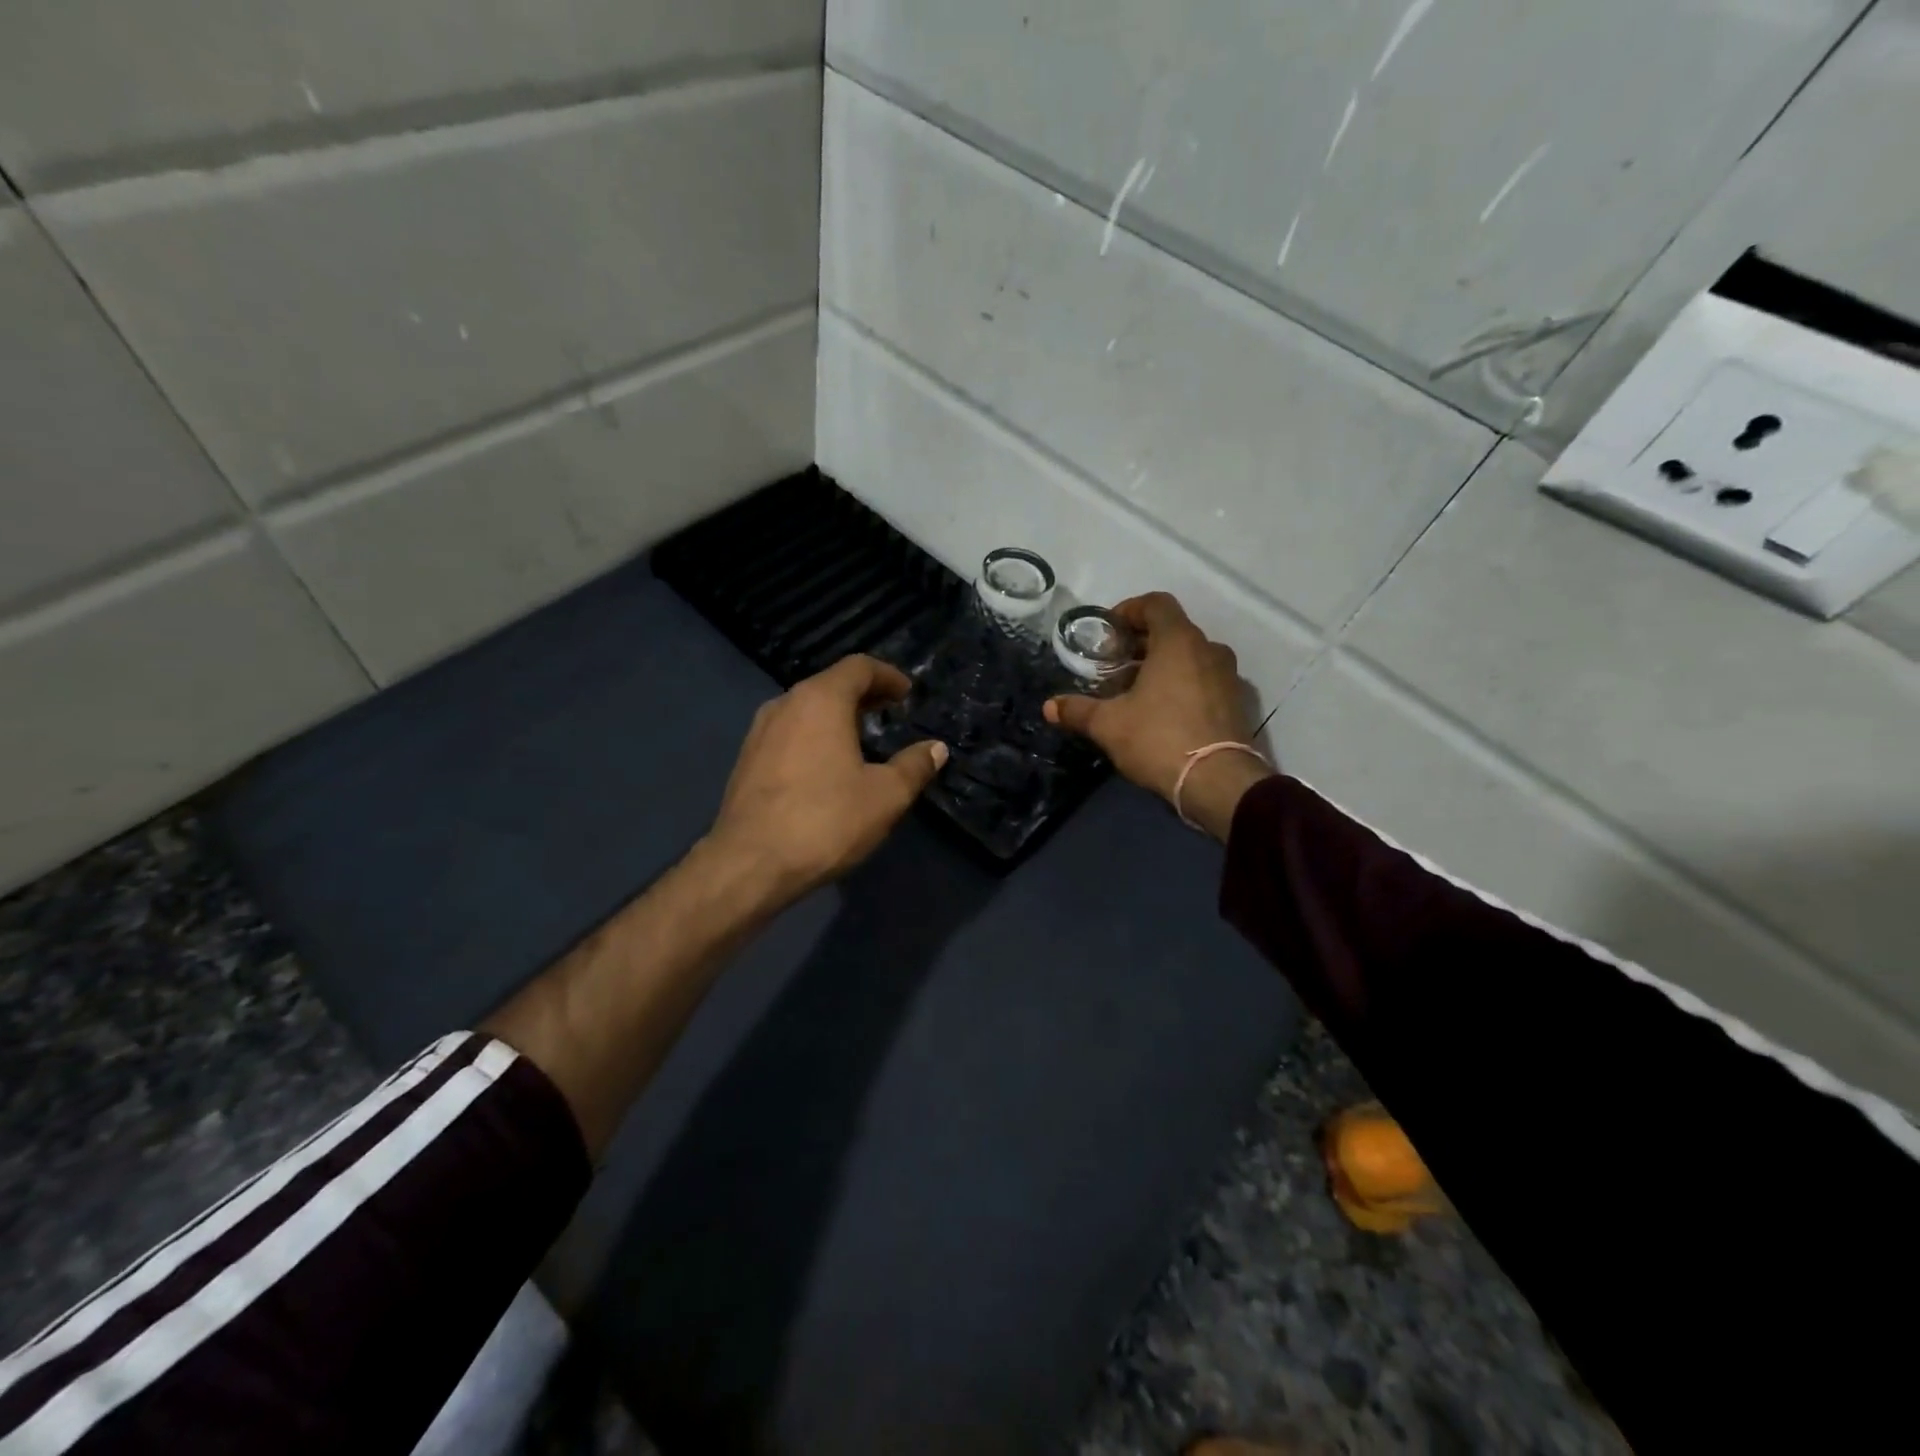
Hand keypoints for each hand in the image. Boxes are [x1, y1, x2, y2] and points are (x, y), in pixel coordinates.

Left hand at [707, 655, 946, 901]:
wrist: (749, 864)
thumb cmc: (825, 821)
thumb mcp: (885, 796)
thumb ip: (914, 766)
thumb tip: (936, 748)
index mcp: (820, 700)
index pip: (858, 667)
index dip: (887, 676)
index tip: (907, 693)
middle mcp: (785, 704)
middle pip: (830, 684)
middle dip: (863, 694)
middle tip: (890, 712)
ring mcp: (759, 732)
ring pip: (806, 708)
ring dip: (836, 715)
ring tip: (861, 738)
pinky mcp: (746, 760)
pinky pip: (788, 732)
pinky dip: (814, 735)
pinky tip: (826, 766)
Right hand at [1044, 592, 1269, 838]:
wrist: (1218, 782)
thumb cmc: (1159, 739)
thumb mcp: (1108, 725)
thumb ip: (1078, 710)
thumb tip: (1049, 706)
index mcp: (1178, 641)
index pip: (1156, 603)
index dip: (1130, 610)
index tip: (1109, 632)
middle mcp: (1209, 649)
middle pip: (1173, 630)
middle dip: (1142, 642)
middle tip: (1115, 665)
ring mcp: (1228, 676)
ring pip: (1191, 657)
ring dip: (1164, 665)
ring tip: (1137, 691)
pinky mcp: (1238, 703)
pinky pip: (1206, 680)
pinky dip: (1184, 685)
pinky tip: (1163, 712)